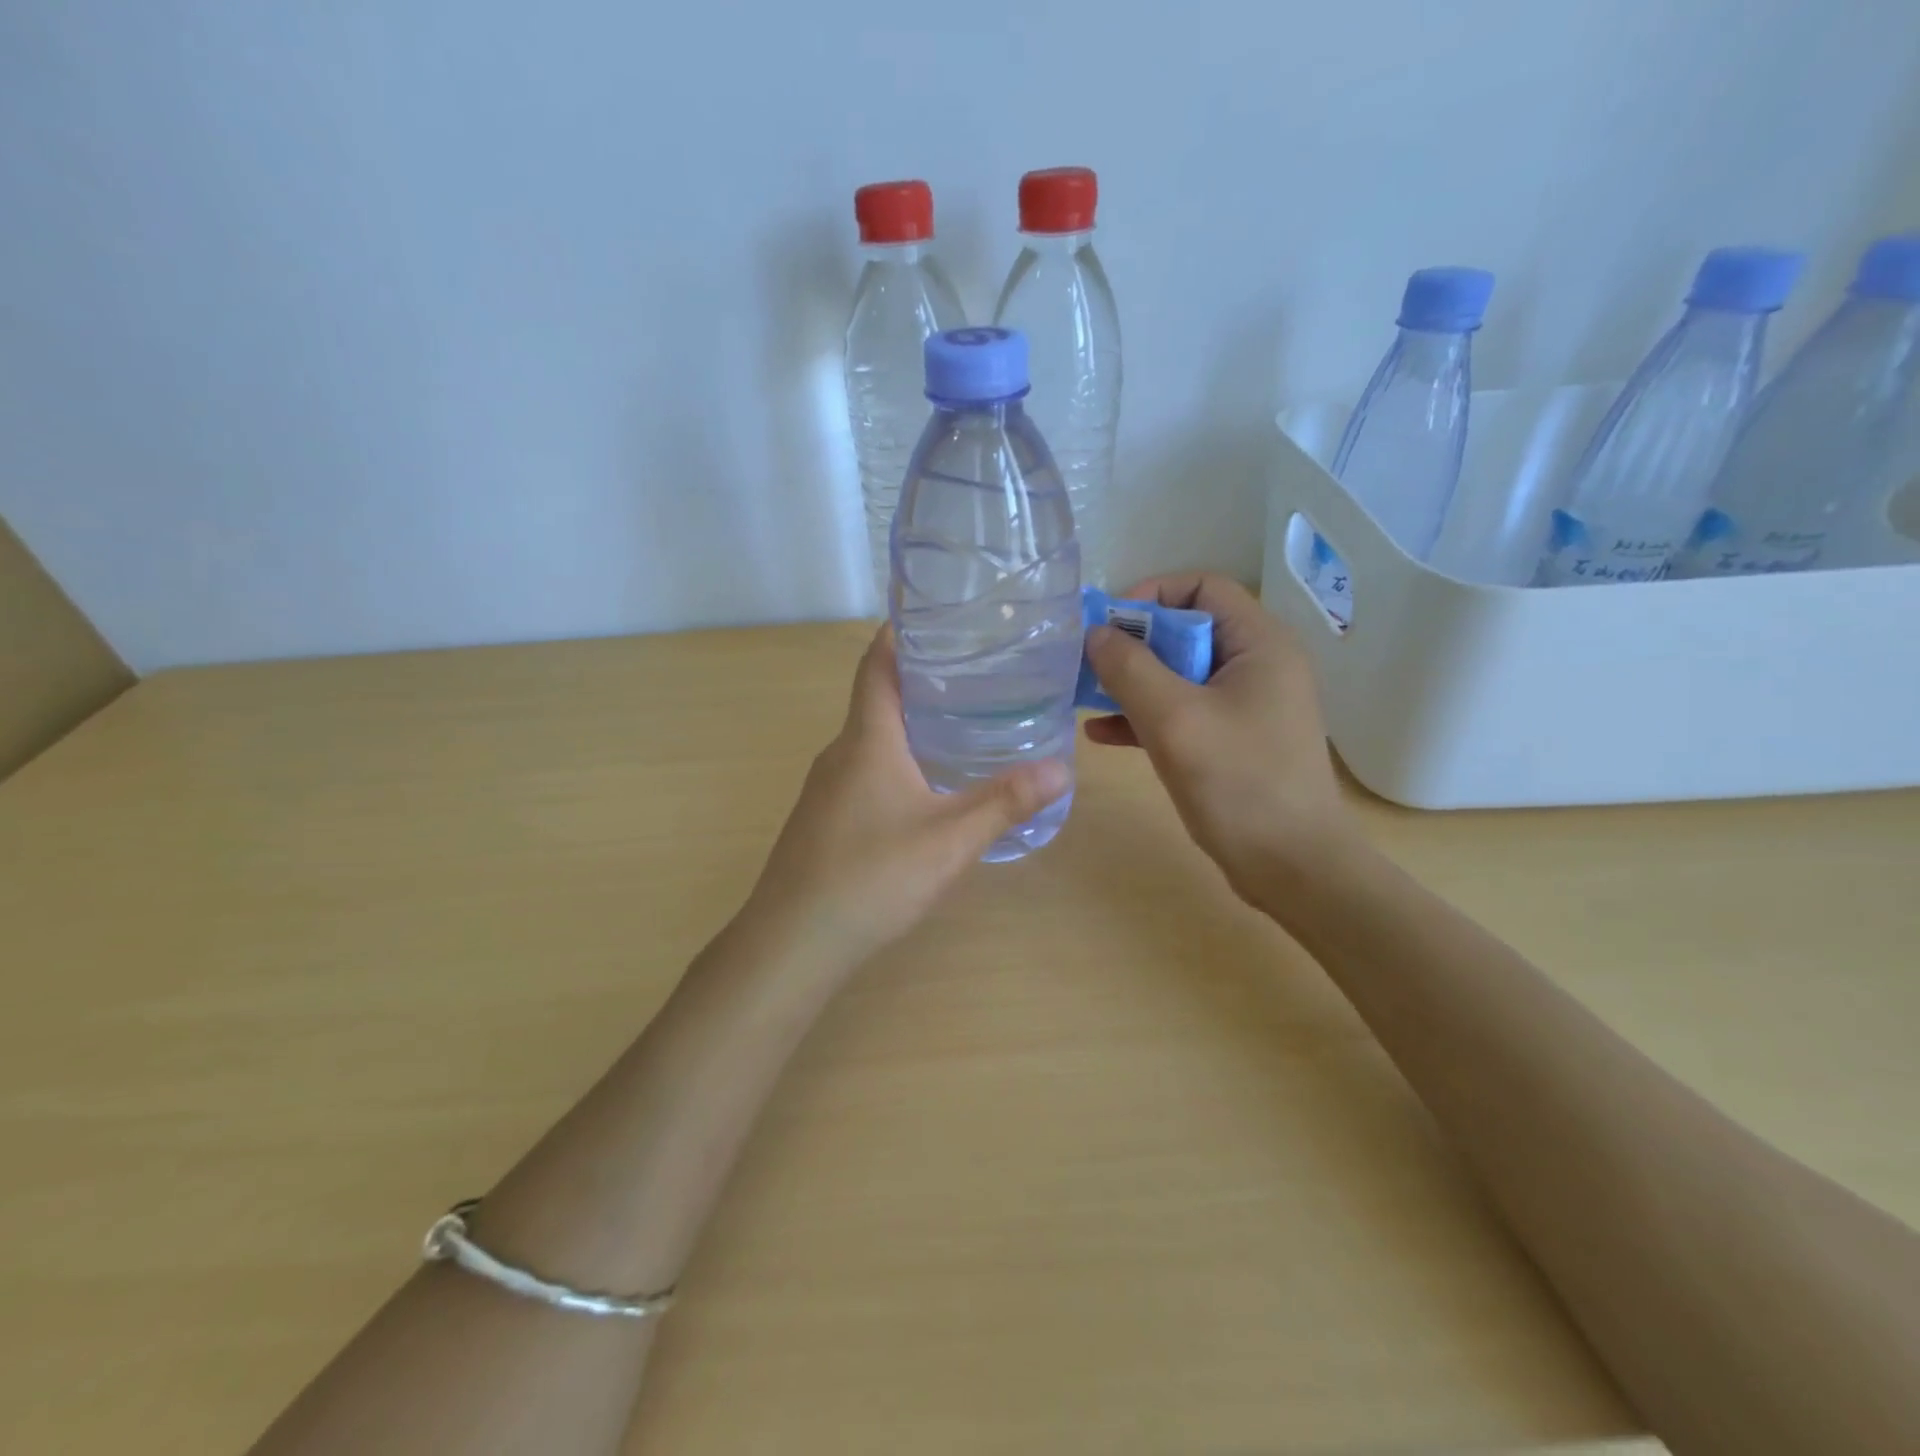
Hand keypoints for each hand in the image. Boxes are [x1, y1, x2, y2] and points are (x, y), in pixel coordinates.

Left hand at [744, 626, 1071, 968]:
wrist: (792, 942)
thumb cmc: (872, 876)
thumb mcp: (951, 839)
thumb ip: (1006, 802)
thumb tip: (1062, 767)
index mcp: (866, 739)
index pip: (876, 664)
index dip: (899, 633)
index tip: (935, 616)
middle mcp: (840, 753)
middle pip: (876, 699)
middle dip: (920, 681)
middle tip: (975, 675)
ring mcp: (825, 789)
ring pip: (870, 741)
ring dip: (909, 726)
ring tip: (962, 726)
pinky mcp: (823, 820)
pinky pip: (863, 773)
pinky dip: (896, 762)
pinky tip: (926, 790)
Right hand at [1083, 573, 1350, 907]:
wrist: (1293, 867)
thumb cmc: (1239, 783)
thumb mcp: (1174, 718)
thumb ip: (1130, 669)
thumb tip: (1095, 633)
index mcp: (1259, 644)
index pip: (1203, 587)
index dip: (1151, 595)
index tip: (1107, 626)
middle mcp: (1257, 665)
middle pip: (1187, 630)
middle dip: (1133, 645)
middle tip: (1087, 664)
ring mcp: (1246, 706)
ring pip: (1179, 674)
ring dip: (1132, 682)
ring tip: (1084, 696)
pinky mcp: (1233, 741)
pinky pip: (1183, 712)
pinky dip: (1145, 717)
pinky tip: (1102, 733)